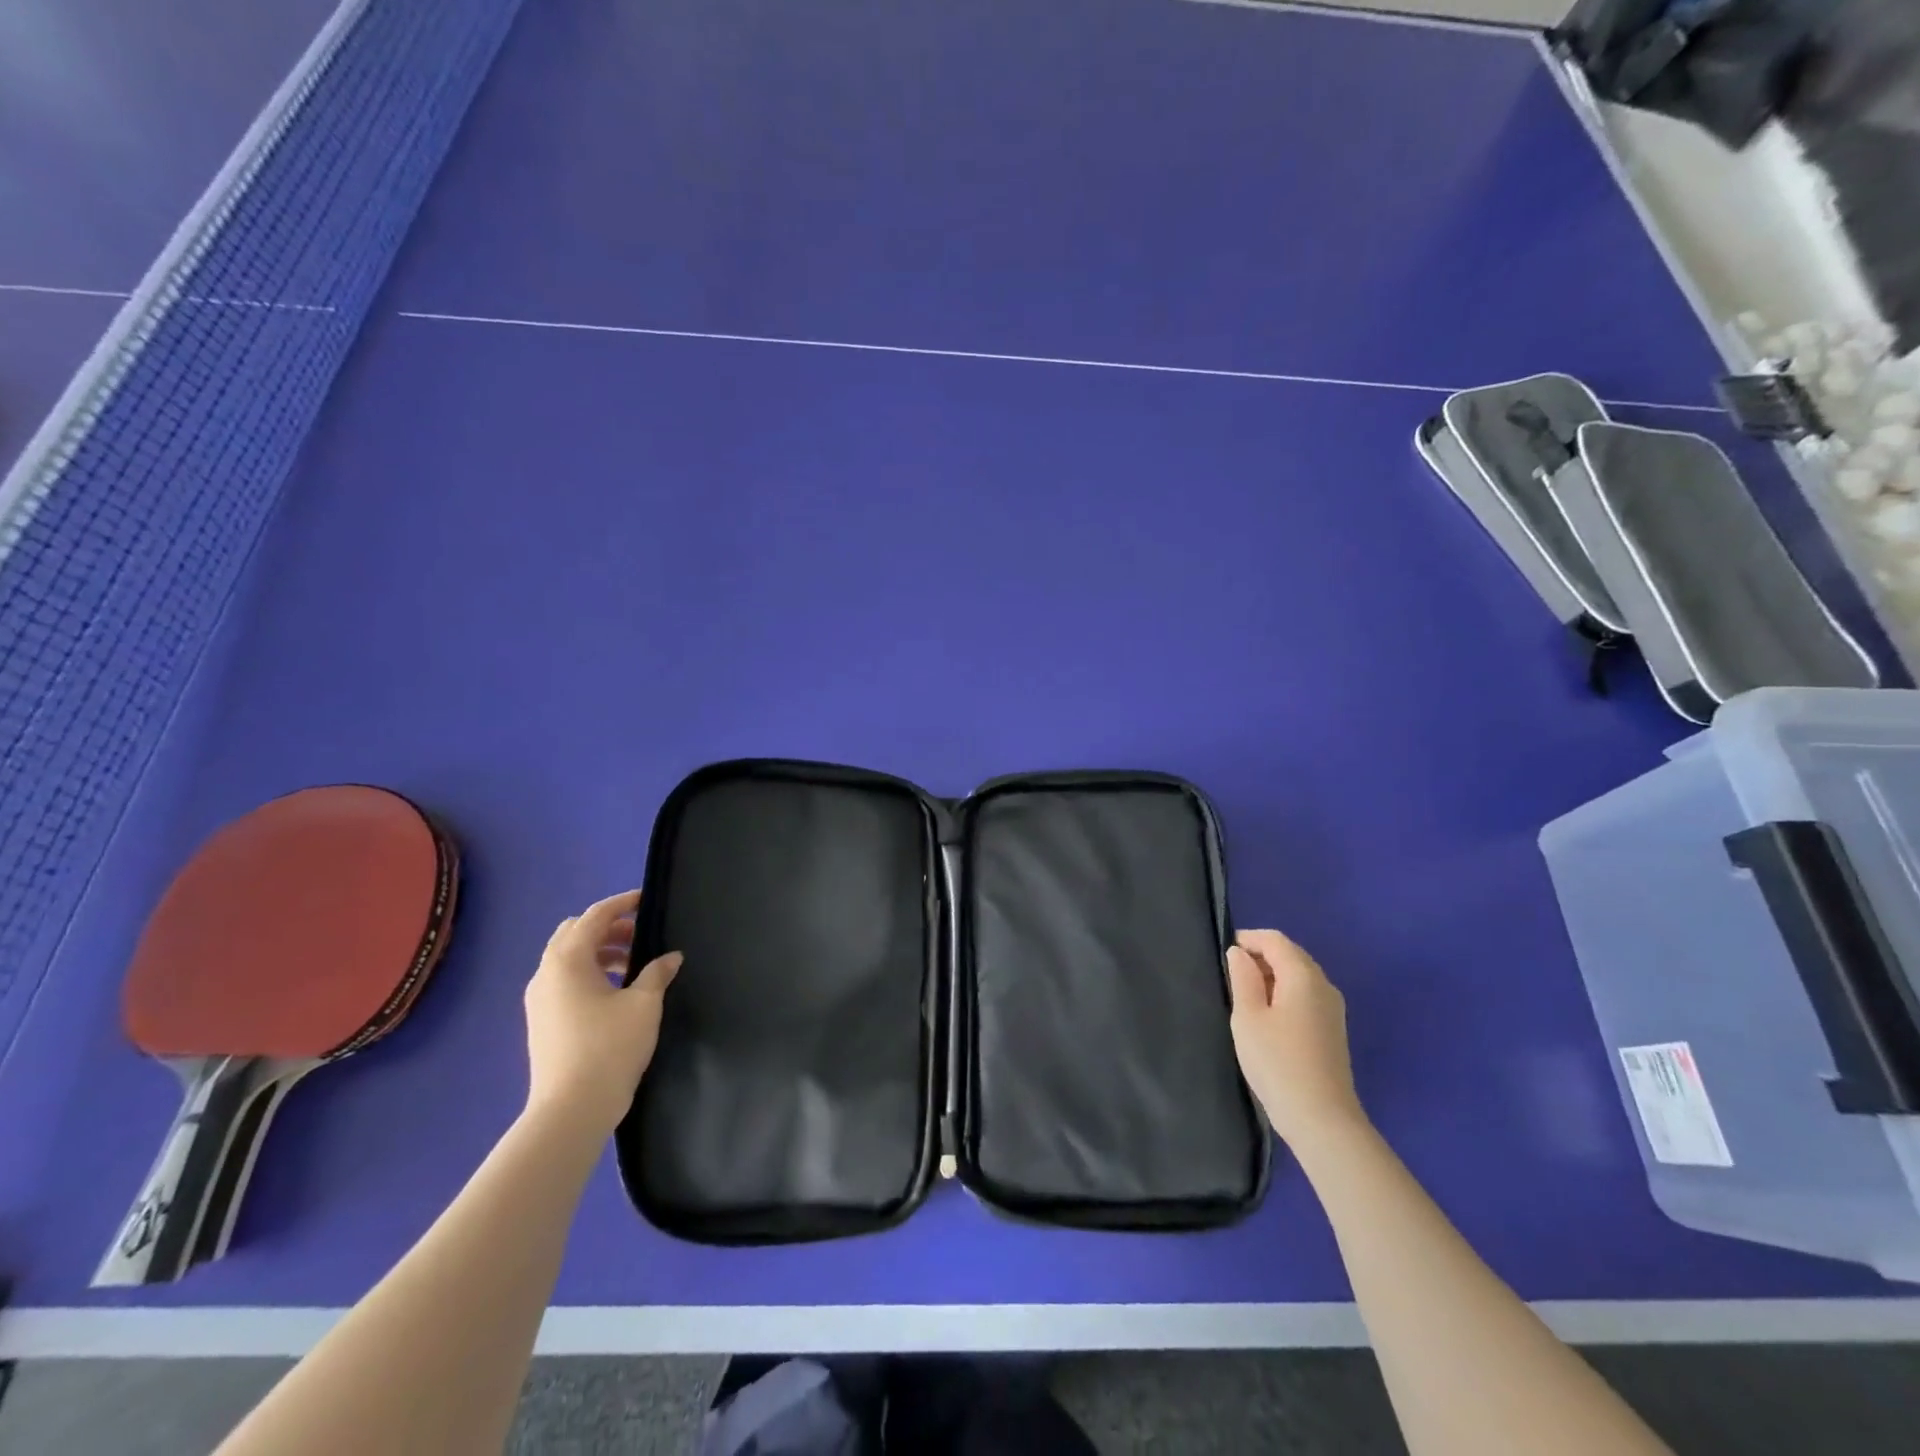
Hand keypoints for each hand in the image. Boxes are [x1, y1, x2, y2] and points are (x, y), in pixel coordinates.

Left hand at [523, 889, 680, 1138]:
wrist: (571, 1109)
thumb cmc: (610, 1047)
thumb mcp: (644, 1004)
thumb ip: (657, 973)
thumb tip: (670, 957)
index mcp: (568, 960)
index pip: (594, 917)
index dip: (621, 904)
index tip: (646, 900)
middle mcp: (546, 973)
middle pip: (574, 933)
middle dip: (607, 927)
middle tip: (640, 935)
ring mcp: (539, 999)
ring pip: (568, 958)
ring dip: (599, 951)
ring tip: (633, 964)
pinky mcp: (541, 1020)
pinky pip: (564, 980)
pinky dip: (588, 972)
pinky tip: (614, 991)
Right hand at [1226, 928, 1364, 1147]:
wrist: (1321, 1119)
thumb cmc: (1277, 1062)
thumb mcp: (1248, 1016)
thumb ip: (1242, 978)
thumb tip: (1239, 953)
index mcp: (1303, 976)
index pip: (1275, 940)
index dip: (1248, 939)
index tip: (1224, 953)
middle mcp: (1324, 985)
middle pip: (1291, 955)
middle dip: (1261, 955)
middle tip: (1231, 973)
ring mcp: (1333, 1008)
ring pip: (1300, 976)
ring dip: (1273, 975)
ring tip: (1245, 994)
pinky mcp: (1333, 1029)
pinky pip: (1306, 995)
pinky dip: (1285, 992)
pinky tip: (1268, 1015)